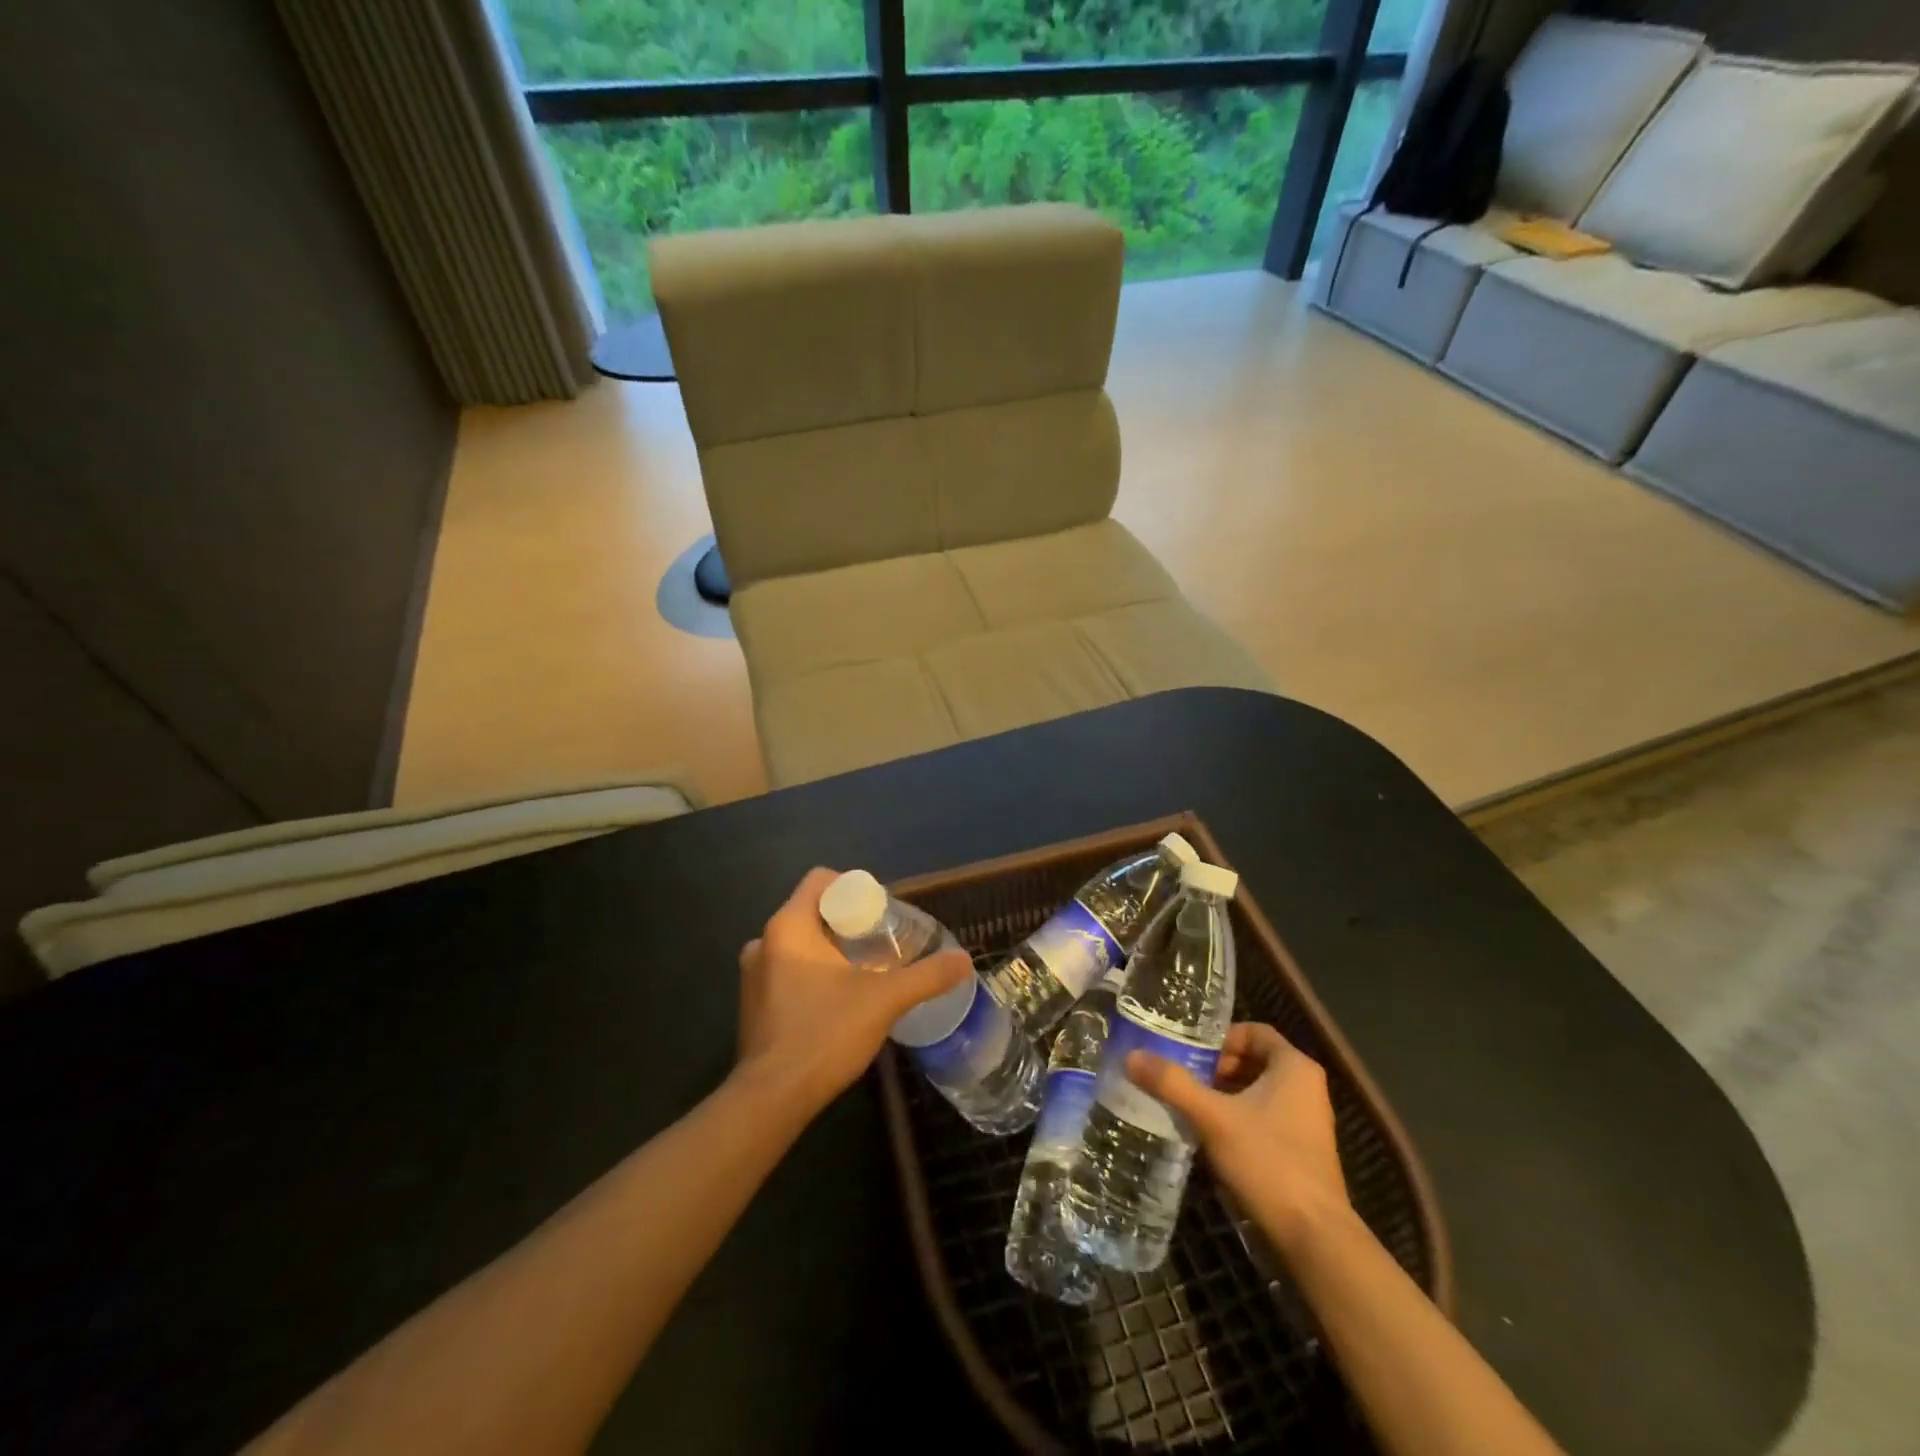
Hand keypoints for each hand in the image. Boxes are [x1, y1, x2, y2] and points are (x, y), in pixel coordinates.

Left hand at [734, 868, 971, 1114]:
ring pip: (799, 943)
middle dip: (848, 923)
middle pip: (813, 911)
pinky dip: (813, 974)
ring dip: (831, 950)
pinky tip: (838, 1001)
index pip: (820, 880)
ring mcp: (753, 975)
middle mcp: (763, 942)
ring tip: (865, 972)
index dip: (854, 888)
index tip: (881, 913)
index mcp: (788, 926)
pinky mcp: (753, 1005)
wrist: (772, 1099)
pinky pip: (787, 971)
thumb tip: (964, 960)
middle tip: (881, 944)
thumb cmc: (825, 1034)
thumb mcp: (885, 1000)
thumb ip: (926, 976)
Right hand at [1126, 1022, 1347, 1252]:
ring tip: (1189, 1104)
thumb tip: (1132, 1056)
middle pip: (1253, 1060)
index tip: (1190, 1053)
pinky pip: (1264, 1116)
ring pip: (1257, 1090)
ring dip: (1223, 1093)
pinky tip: (1209, 1134)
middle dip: (1216, 1067)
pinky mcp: (1302, 1150)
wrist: (1314, 1238)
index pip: (1254, 1031)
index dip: (1220, 1037)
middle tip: (1183, 1077)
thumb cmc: (1268, 1162)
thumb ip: (1172, 1083)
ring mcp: (1307, 1121)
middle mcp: (1306, 1087)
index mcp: (1294, 1067)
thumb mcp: (1213, 1117)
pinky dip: (1237, 1117)